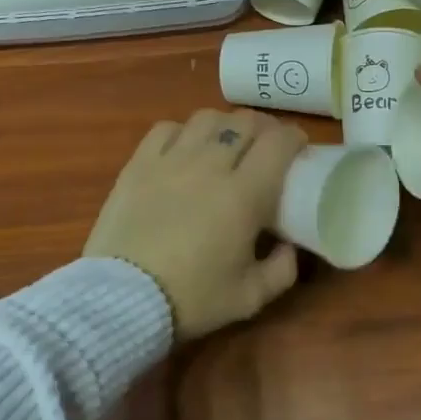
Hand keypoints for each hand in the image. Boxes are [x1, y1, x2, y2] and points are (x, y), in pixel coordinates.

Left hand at [85, 109, 306, 340]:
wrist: (122, 301)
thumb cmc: (192, 299)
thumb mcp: (251, 297)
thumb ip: (283, 269)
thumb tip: (288, 246)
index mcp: (244, 194)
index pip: (278, 142)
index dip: (295, 138)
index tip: (298, 150)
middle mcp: (210, 165)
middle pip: (246, 123)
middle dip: (265, 129)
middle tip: (268, 147)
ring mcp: (171, 160)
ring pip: (207, 118)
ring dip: (226, 126)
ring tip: (227, 144)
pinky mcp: (138, 164)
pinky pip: (167, 128)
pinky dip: (184, 132)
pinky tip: (186, 149)